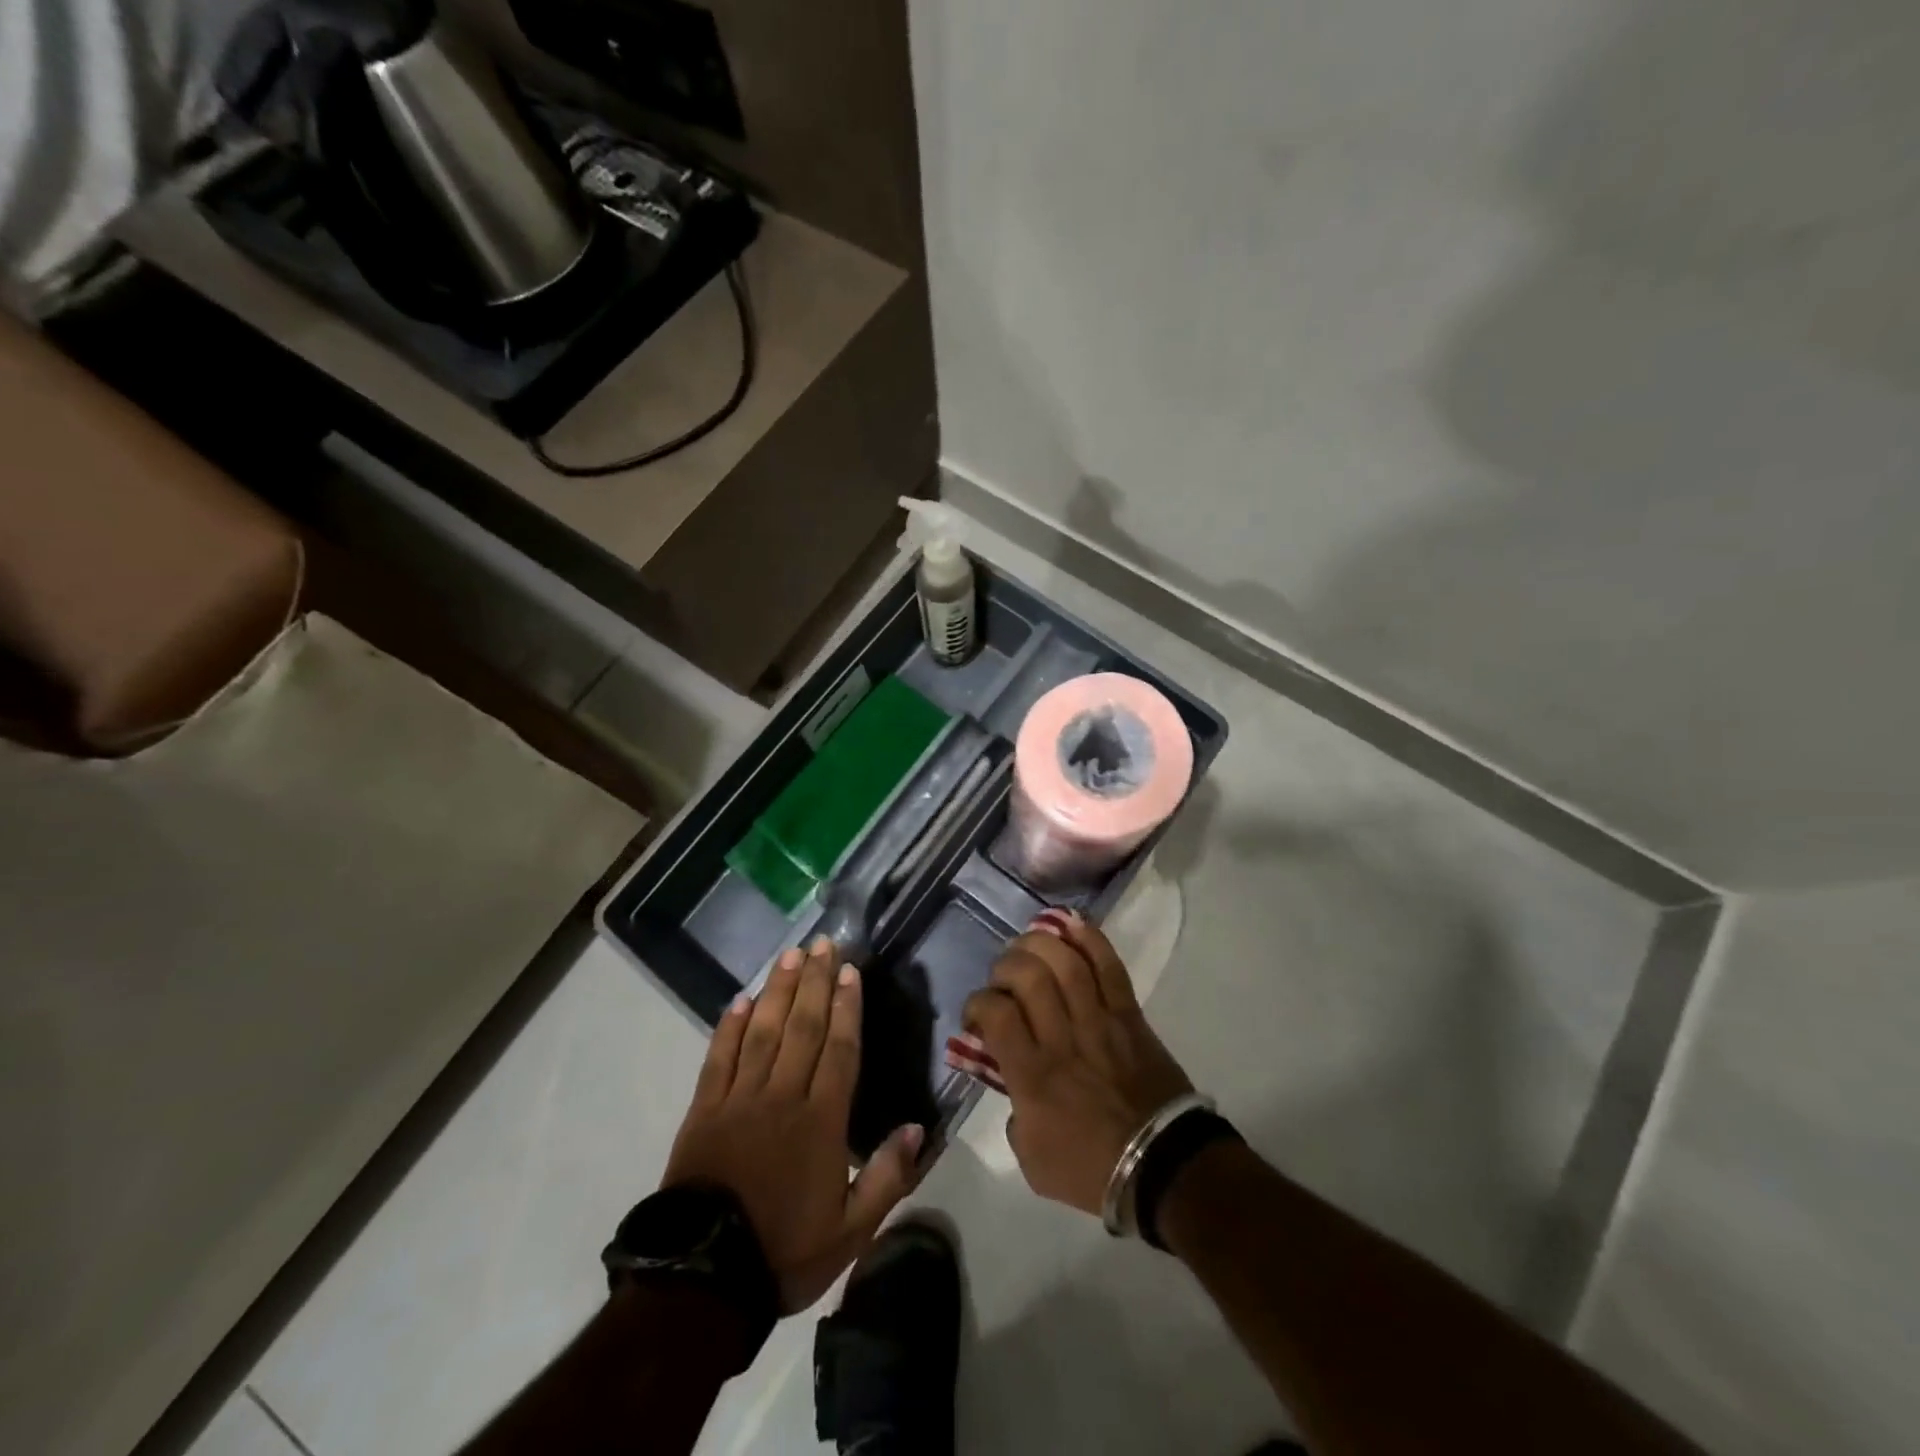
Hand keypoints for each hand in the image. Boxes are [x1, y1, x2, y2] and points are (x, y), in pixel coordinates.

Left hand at [663, 937, 924, 1312]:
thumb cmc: (784, 1251)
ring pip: (763, 1031)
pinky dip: (729, 1026)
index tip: (849, 970)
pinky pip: (718, 1057)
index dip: (846, 1006)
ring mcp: (739, 1099)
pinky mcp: (704, 1109)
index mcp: (821, 1121)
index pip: (839, 1049)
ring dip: (778, 990)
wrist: (703, 1280)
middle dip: (815, 981)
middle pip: (803, 1026)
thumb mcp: (851, 1231)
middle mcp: (782, 1096)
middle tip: (823, 943)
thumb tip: (916, 1127)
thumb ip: (888, 1177)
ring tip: (790, 955)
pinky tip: (740, 999)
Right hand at [963, 912, 1193, 1214]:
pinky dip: (1089, 938)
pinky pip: (1109, 966)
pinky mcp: (1129, 1014)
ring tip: (1029, 945)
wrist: (1163, 1167)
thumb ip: (1012, 1114)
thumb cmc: (1092, 1169)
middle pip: (1028, 976)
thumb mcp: (1031, 1159)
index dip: (978, 1002)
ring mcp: (1099, 1021)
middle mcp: (1062, 1039)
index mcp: (1033, 1077)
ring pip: (1066, 962)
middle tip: (1004, 979)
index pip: (996, 1013)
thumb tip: (1009, 1077)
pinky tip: (1069, 923)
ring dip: (1040, 944)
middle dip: (1006, 966)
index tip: (979, 1013)